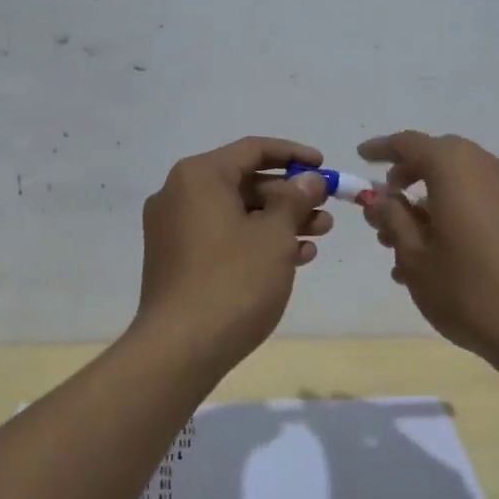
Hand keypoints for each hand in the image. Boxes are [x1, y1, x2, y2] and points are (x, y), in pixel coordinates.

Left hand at [135, 136, 333, 365]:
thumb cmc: (233, 280)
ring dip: (278, 220)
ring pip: (236, 212)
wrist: (179, 349)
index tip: (323, 166)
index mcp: (199, 176)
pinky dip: (256, 241)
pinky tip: (293, 257)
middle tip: (325, 209)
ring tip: (319, 235)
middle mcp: (180, 194)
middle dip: (289, 195)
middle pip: (244, 181)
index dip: (294, 154)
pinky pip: (222, 236)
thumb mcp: (275, 235)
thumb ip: (294, 199)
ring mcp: (174, 229)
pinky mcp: (177, 260)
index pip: (253, 149)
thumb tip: (306, 179)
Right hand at [358, 131, 498, 360]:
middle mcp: (488, 167)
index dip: (382, 149)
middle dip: (410, 174)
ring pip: (464, 182)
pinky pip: (485, 201)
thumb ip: (393, 220)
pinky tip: (443, 256)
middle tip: (388, 201)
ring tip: (408, 242)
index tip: (362, 157)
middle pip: (441, 157)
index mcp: (455, 168)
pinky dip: (459, 213)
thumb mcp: (415, 257)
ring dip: (433, 200)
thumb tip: (380, 199)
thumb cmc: (468, 289)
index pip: (410, 143)